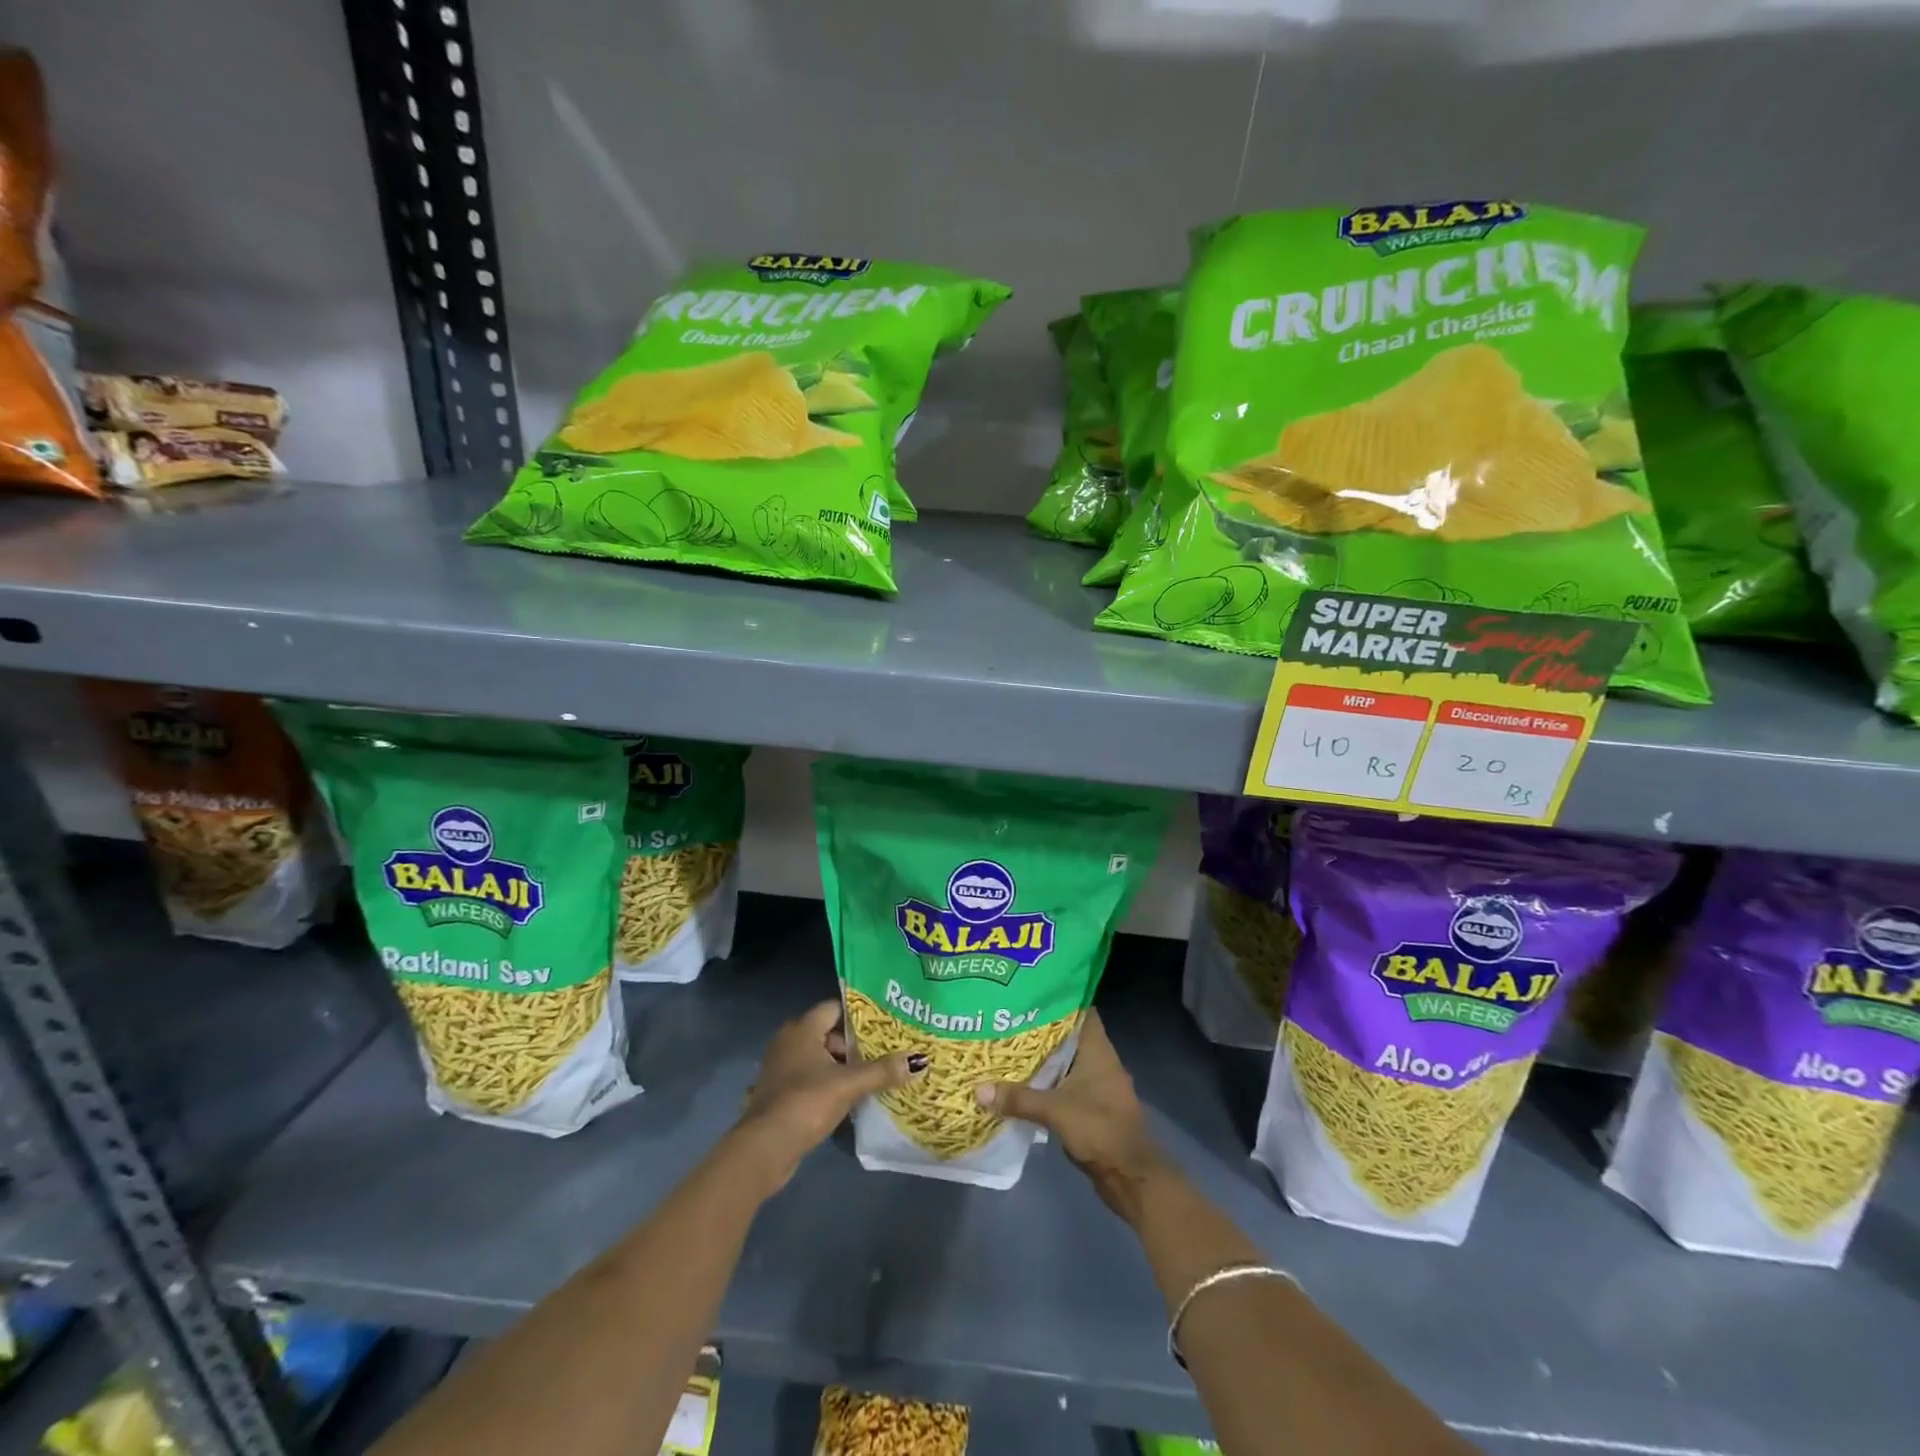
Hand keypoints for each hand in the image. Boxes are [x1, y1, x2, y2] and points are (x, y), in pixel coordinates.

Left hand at [733, 1000, 921, 1193]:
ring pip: (819, 1058)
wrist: (764, 1148)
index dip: (858, 1015)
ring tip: (871, 1077)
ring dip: (841, 1067)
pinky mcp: (779, 1094)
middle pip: (829, 1033)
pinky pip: (810, 1079)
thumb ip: (882, 1071)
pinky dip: (827, 1084)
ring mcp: (781, 1068)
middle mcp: (788, 1041)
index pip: (834, 1008)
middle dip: (854, 1045)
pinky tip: (847, 1099)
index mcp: (802, 1029)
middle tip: (883, 1054)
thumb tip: (919, 1060)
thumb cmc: (805, 1103)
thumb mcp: (848, 1085)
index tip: (884, 1026)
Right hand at [974, 1009, 1169, 1220]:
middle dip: (1043, 1029)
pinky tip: (1025, 1082)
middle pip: (1070, 1036)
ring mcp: (1099, 1085)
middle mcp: (1100, 1061)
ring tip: (1011, 1046)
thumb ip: (1018, 1099)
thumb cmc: (1099, 1129)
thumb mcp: (1054, 1111)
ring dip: (1045, 1058)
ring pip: (1067, 1062)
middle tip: (1011, 1019)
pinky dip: (1049, 1082)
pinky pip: (1067, 1084)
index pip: (1082, 1011)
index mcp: (1097, 1050)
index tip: (1032, 994)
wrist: (1130, 1176)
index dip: (1060, 999)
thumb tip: (979, 1089)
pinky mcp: (1093, 1106)